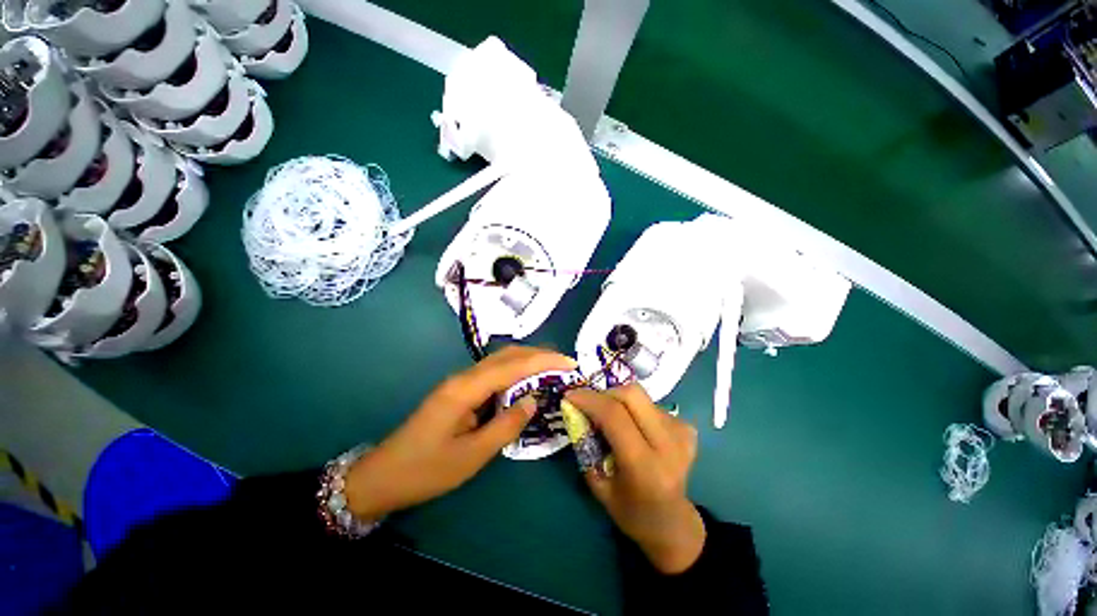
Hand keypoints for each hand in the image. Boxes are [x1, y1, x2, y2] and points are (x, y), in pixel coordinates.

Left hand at [344, 346, 577, 519]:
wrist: (383, 476)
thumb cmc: (426, 470)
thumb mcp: (472, 455)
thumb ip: (506, 426)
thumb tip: (533, 401)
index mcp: (466, 389)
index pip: (512, 365)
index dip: (543, 361)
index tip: (569, 362)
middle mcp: (464, 377)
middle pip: (506, 355)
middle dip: (538, 354)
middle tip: (564, 363)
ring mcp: (460, 382)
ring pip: (499, 361)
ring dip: (527, 361)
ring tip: (552, 369)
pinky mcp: (459, 391)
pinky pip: (492, 374)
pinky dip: (514, 372)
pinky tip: (525, 382)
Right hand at [566, 384, 704, 573]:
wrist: (673, 523)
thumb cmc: (630, 511)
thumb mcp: (598, 485)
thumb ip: (586, 446)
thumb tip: (576, 410)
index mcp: (645, 467)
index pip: (615, 416)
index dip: (589, 400)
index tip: (570, 395)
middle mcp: (668, 445)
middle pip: (632, 395)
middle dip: (605, 393)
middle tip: (590, 404)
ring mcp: (681, 434)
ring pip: (641, 396)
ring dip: (619, 401)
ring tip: (612, 420)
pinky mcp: (687, 428)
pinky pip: (651, 405)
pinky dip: (634, 409)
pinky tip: (633, 428)